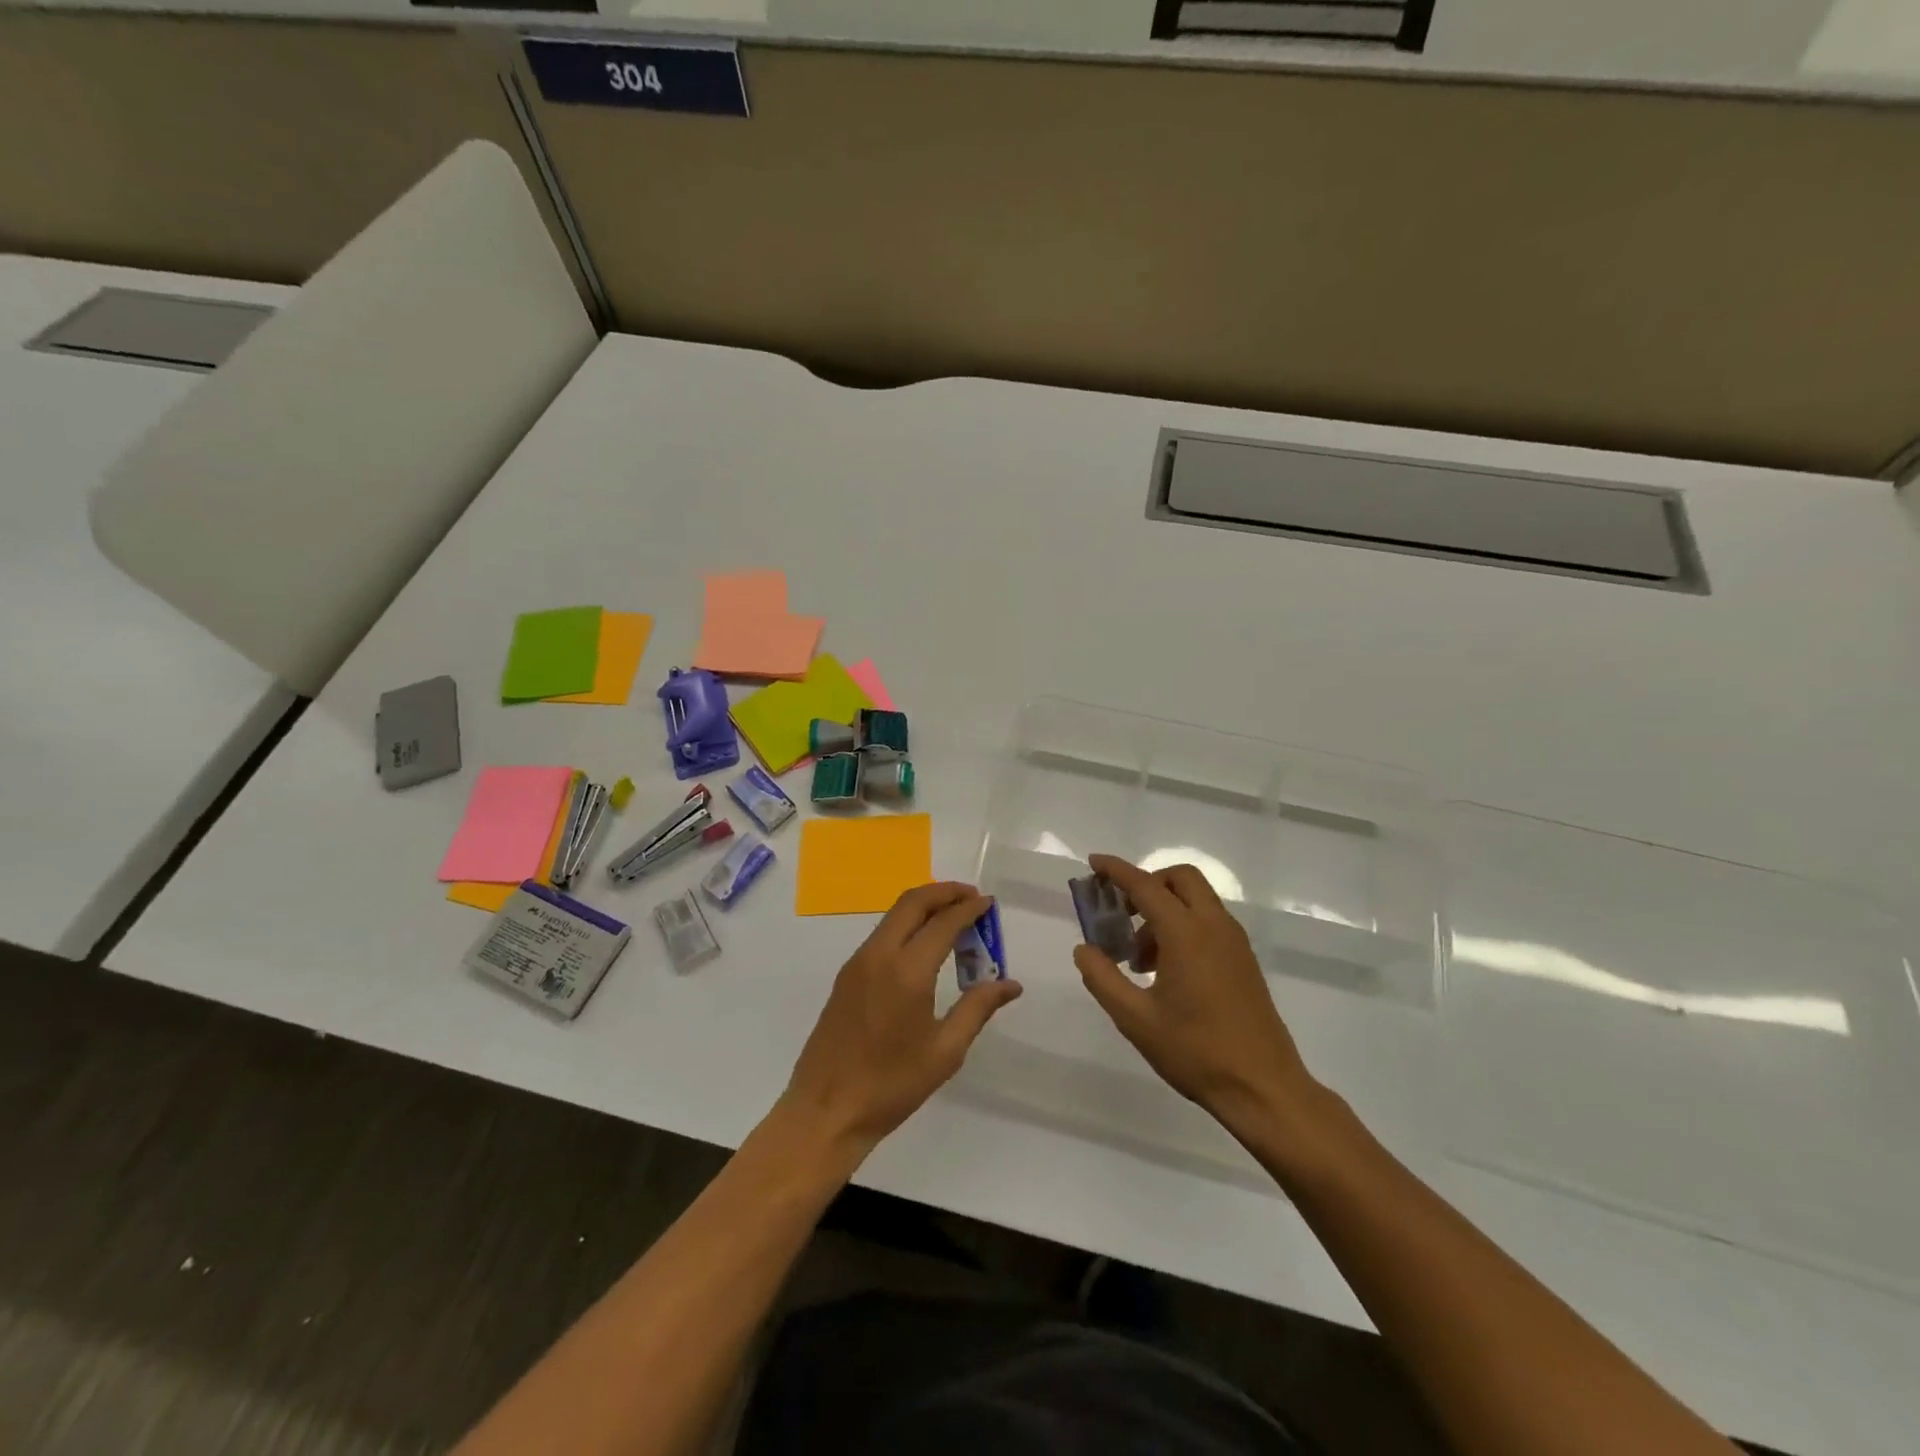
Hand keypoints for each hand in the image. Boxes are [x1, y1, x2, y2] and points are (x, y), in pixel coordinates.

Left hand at [782, 882, 1022, 1158]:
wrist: (826, 1110)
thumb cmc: (891, 1085)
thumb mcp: (945, 1051)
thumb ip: (978, 1009)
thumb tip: (1010, 984)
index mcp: (907, 971)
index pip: (943, 923)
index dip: (969, 908)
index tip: (989, 903)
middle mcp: (879, 955)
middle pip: (912, 902)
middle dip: (945, 892)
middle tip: (971, 897)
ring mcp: (858, 963)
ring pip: (894, 915)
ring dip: (924, 906)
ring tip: (953, 918)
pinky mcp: (846, 976)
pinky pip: (882, 934)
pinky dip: (907, 925)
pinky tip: (924, 946)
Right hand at [1075, 854, 1324, 1142]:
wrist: (1263, 1088)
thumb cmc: (1195, 1051)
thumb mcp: (1135, 1019)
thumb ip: (1103, 978)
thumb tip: (1084, 949)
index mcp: (1186, 933)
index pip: (1145, 885)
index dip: (1117, 870)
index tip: (1094, 862)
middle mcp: (1214, 926)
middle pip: (1180, 878)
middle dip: (1147, 883)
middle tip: (1122, 914)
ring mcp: (1234, 942)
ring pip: (1196, 899)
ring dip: (1164, 909)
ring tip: (1139, 958)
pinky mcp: (1243, 959)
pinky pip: (1209, 921)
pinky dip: (1183, 925)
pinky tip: (1166, 970)